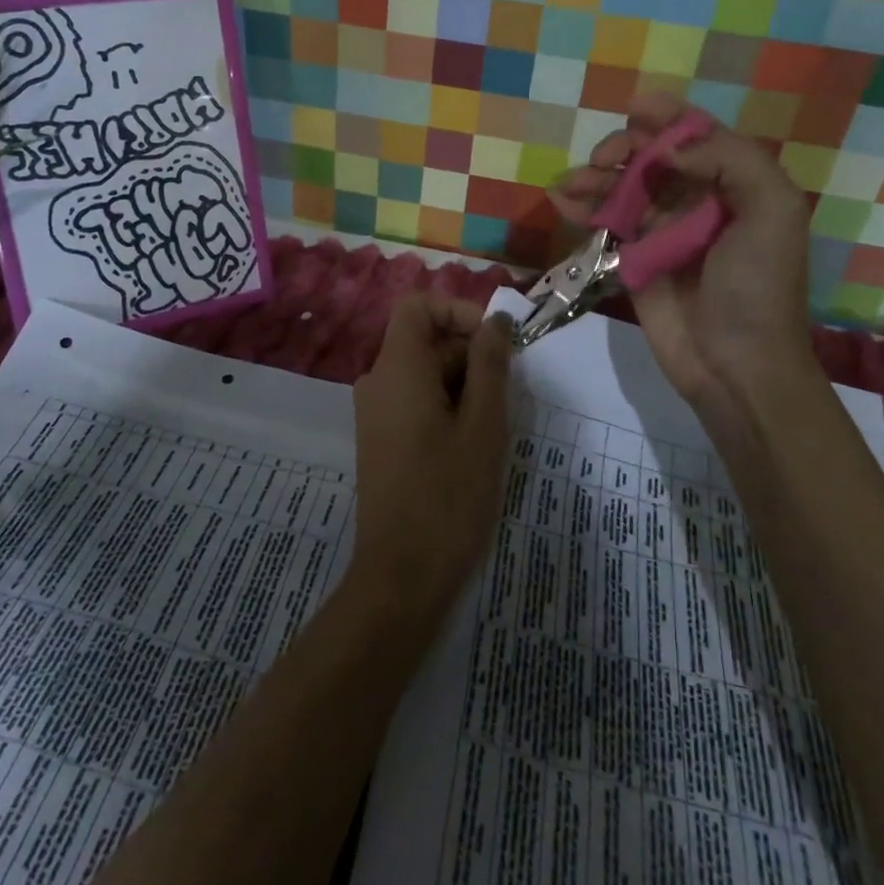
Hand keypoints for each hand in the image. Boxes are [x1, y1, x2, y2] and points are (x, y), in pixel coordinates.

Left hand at [346, 293, 513, 624]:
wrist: (400, 578)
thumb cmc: (448, 496)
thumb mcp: (483, 425)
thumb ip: (490, 365)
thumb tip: (496, 321)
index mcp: (397, 368)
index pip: (418, 306)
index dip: (458, 311)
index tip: (495, 342)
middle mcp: (378, 381)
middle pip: (424, 340)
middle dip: (469, 353)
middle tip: (508, 393)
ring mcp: (375, 412)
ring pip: (424, 372)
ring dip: (463, 383)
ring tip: (494, 425)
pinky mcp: (381, 439)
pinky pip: (414, 400)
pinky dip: (446, 405)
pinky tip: (473, 443)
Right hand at [549, 93, 818, 428]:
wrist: (735, 364)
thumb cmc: (757, 286)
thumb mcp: (772, 212)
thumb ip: (732, 160)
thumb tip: (670, 148)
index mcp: (735, 184)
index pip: (698, 136)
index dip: (668, 116)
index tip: (634, 107)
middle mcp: (698, 200)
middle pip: (652, 157)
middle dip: (624, 148)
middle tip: (604, 159)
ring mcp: (662, 230)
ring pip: (622, 186)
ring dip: (594, 177)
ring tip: (570, 184)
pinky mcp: (633, 258)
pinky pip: (604, 221)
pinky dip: (582, 207)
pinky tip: (561, 201)